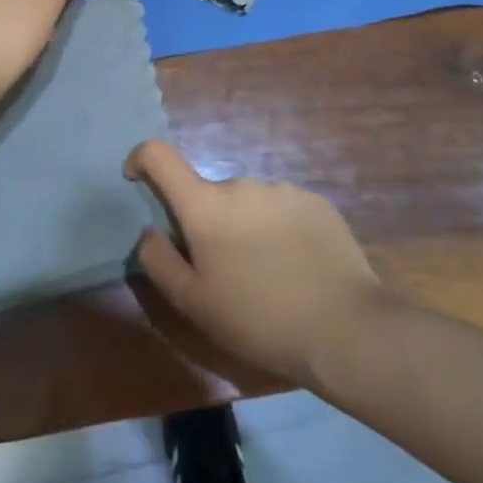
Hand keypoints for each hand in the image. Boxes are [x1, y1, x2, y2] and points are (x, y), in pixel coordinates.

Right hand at [126, 140, 387, 386]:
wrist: (345, 326)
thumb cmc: (259, 319)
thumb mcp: (195, 304)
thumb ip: (160, 261)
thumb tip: (149, 231)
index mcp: (206, 205)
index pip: (160, 155)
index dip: (141, 159)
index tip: (136, 178)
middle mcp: (240, 183)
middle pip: (209, 194)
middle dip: (208, 223)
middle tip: (224, 271)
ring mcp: (281, 188)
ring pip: (247, 203)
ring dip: (245, 227)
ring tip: (267, 276)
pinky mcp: (314, 200)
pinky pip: (281, 209)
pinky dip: (277, 230)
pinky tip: (297, 268)